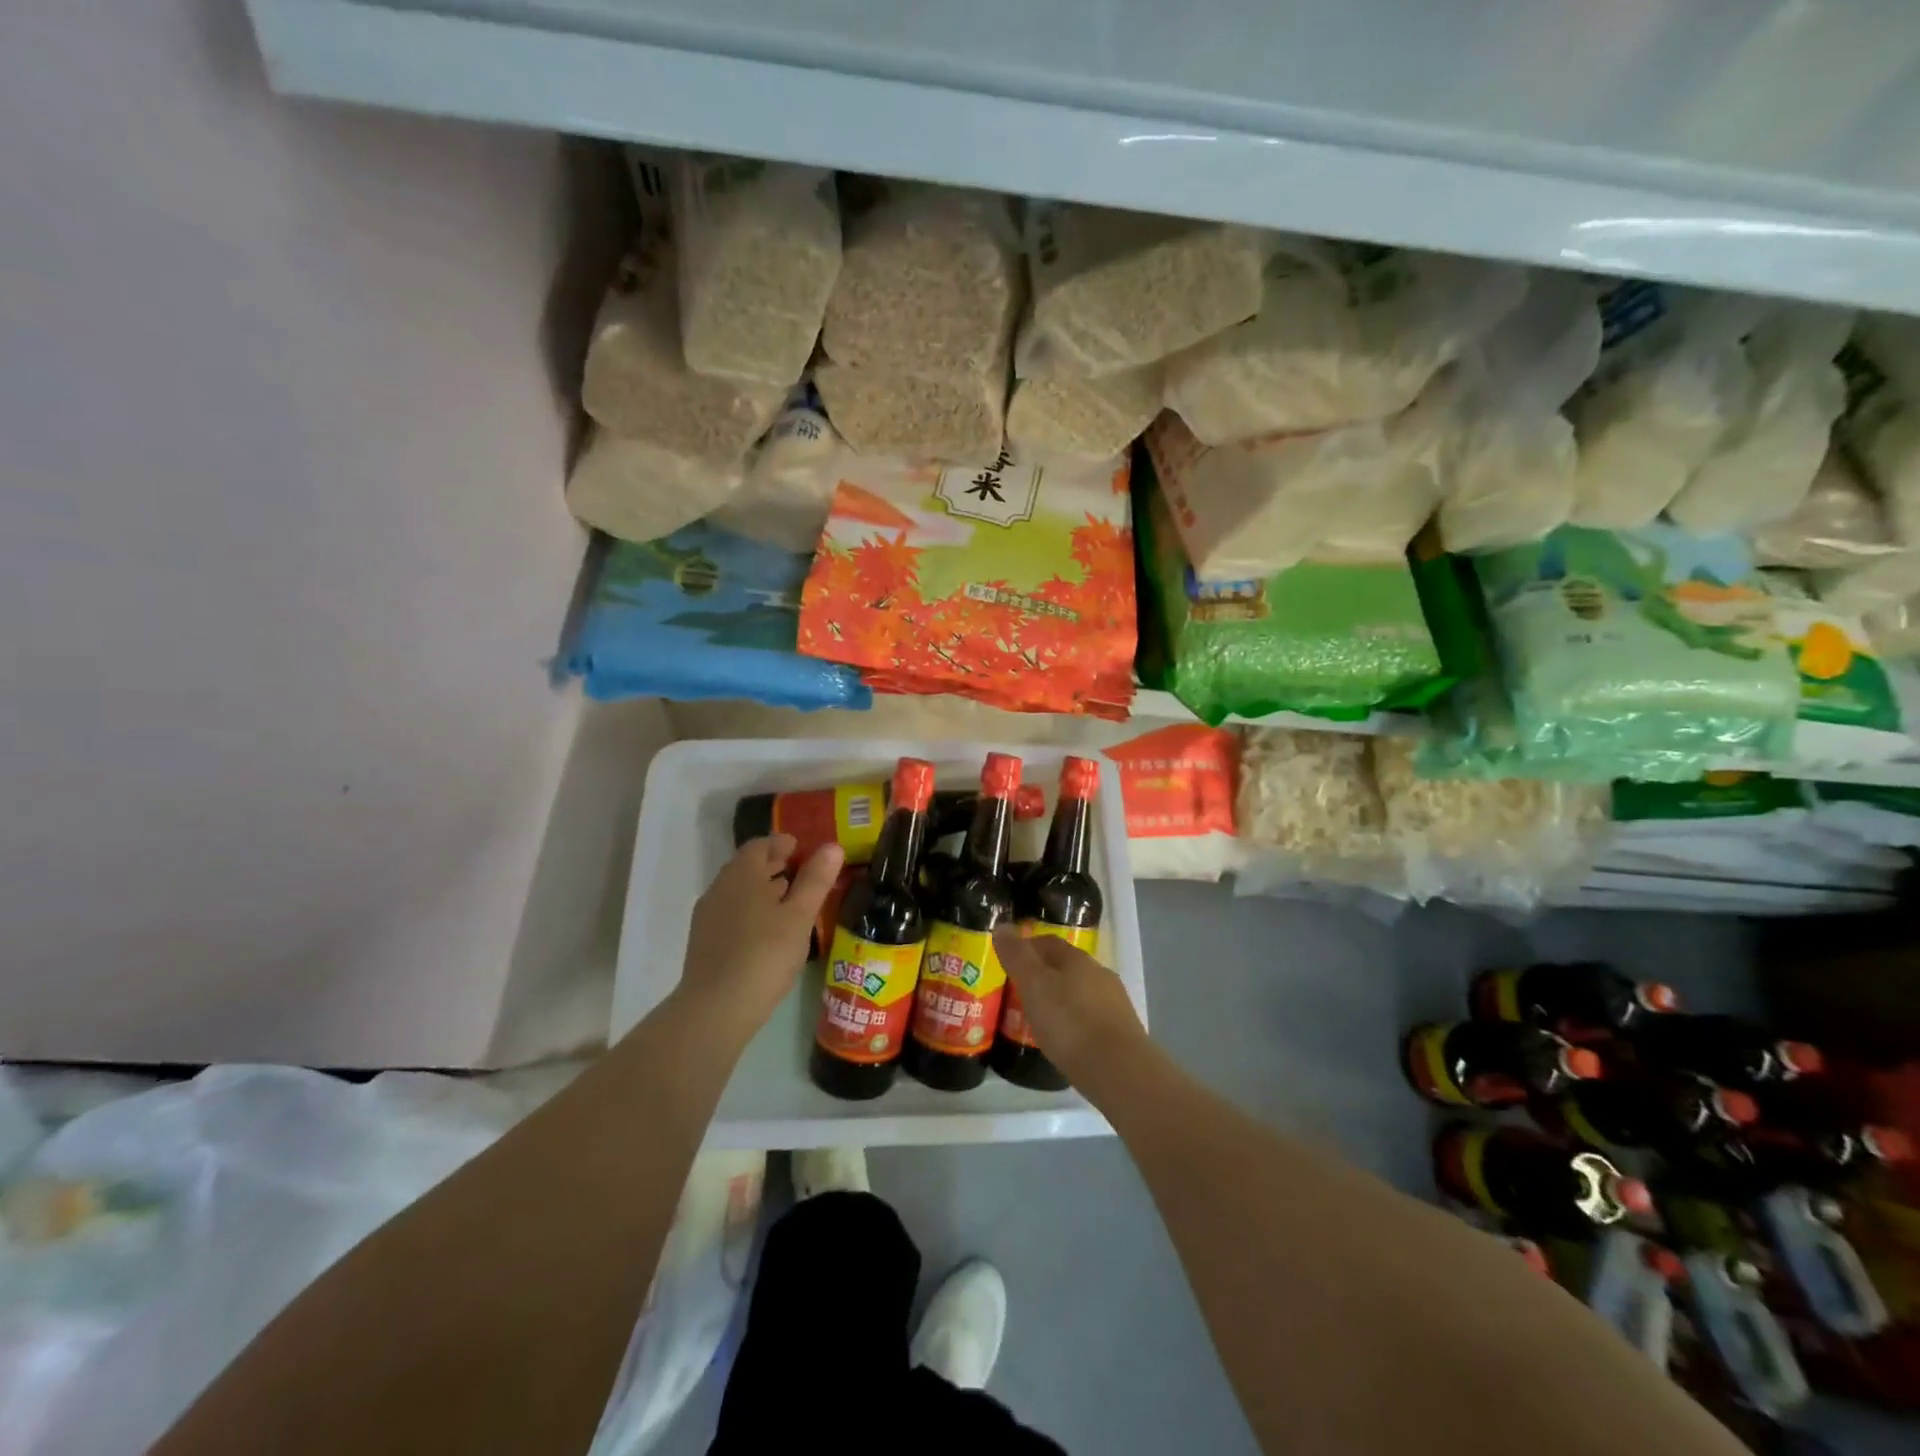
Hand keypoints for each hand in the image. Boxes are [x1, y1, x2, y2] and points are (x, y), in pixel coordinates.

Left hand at [672, 835, 844, 1043]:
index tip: (804, 849)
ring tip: (791, 902)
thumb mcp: (799, 916)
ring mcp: (708, 916)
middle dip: (775, 865)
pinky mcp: (705, 941)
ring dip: (764, 889)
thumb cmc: (764, 954)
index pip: (760, 844)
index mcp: (742, 874)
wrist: (715, 1009)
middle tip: (803, 874)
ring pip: (739, 891)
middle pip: (748, 866)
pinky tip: (769, 932)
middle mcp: (720, 888)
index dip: (783, 843)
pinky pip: (732, 913)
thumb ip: (816, 880)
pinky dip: (752, 910)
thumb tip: (832, 846)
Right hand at [991, 924, 1147, 1089]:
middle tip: (1020, 991)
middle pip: (1067, 966)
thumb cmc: (1069, 1023)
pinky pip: (1091, 1016)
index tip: (1009, 961)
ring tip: (1041, 1018)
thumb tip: (1002, 926)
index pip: (1048, 942)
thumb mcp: (1034, 986)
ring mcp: (1114, 1002)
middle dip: (1044, 974)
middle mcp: (1099, 973)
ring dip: (1061, 998)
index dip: (1027, 947)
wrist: (1119, 1070)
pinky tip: (1066, 1038)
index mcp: (1077, 959)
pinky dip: (1076, 1020)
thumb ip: (1017, 956)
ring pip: (1081, 991)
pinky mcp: (1122, 1031)